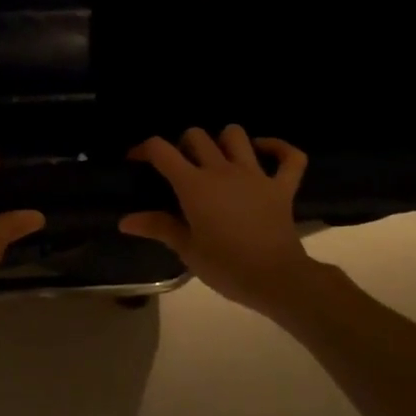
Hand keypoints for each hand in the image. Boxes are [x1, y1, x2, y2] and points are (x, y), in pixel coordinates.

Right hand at [120, 126, 311, 307]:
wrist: (276, 279)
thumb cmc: (226, 266)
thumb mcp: (187, 250)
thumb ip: (158, 227)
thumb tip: (125, 221)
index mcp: (195, 185)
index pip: (162, 150)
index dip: (145, 149)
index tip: (137, 160)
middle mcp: (222, 170)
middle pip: (197, 136)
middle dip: (183, 145)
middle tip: (181, 167)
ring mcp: (255, 175)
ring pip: (236, 135)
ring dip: (223, 141)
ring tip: (218, 159)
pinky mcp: (282, 187)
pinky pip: (290, 157)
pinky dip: (278, 148)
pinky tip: (264, 152)